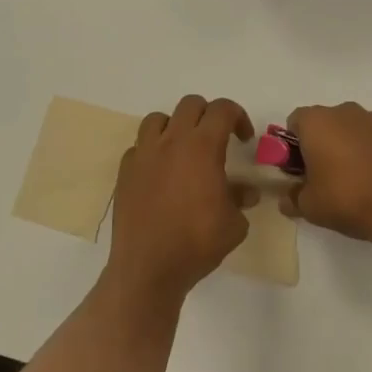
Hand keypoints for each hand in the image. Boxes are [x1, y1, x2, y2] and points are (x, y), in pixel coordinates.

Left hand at [107, 95, 253, 302]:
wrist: (148, 266)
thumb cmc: (196, 243)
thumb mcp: (234, 224)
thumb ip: (240, 199)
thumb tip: (246, 192)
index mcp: (202, 147)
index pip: (222, 110)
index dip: (238, 116)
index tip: (243, 138)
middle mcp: (171, 141)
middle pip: (190, 105)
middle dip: (208, 115)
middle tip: (217, 139)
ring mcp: (144, 154)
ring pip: (158, 119)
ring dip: (176, 126)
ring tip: (184, 150)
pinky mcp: (125, 170)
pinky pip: (140, 146)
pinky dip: (153, 151)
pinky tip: (160, 174)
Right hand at [284, 101, 371, 246]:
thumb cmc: (349, 200)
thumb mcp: (310, 207)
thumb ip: (292, 198)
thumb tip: (286, 199)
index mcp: (317, 122)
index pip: (295, 122)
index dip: (294, 145)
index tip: (301, 169)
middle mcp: (347, 112)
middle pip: (327, 123)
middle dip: (325, 144)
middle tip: (329, 177)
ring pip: (358, 129)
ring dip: (355, 147)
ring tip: (362, 181)